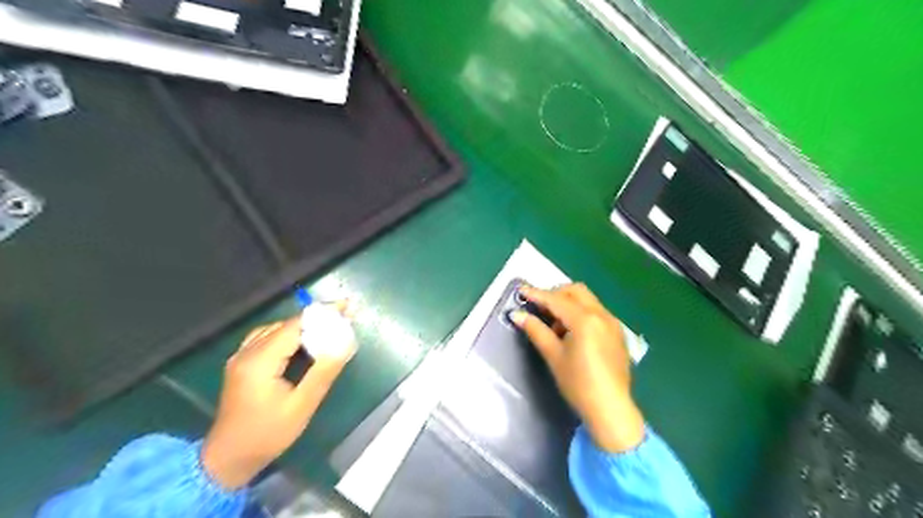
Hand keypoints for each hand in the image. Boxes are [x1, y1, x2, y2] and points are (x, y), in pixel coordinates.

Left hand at [202, 308, 356, 488]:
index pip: (295, 326)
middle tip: (342, 318)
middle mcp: (247, 352)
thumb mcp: (302, 406)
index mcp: (260, 360)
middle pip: (285, 325)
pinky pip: (266, 338)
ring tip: (327, 327)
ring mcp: (240, 357)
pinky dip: (287, 334)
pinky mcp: (241, 364)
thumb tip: (344, 344)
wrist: (227, 460)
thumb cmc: (267, 434)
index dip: (322, 314)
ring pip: (276, 329)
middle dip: (315, 319)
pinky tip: (301, 342)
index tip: (346, 306)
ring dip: (302, 326)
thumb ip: (323, 372)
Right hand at [507, 284, 642, 453]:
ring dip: (569, 304)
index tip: (521, 292)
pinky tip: (573, 334)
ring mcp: (612, 323)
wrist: (611, 409)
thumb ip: (536, 330)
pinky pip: (596, 312)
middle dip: (556, 294)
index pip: (556, 300)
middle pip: (576, 291)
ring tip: (556, 327)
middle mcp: (601, 315)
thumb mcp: (553, 356)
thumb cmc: (578, 384)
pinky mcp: (617, 333)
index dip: (536, 295)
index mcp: (585, 320)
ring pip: (587, 300)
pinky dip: (581, 313)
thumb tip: (517, 314)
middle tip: (539, 309)